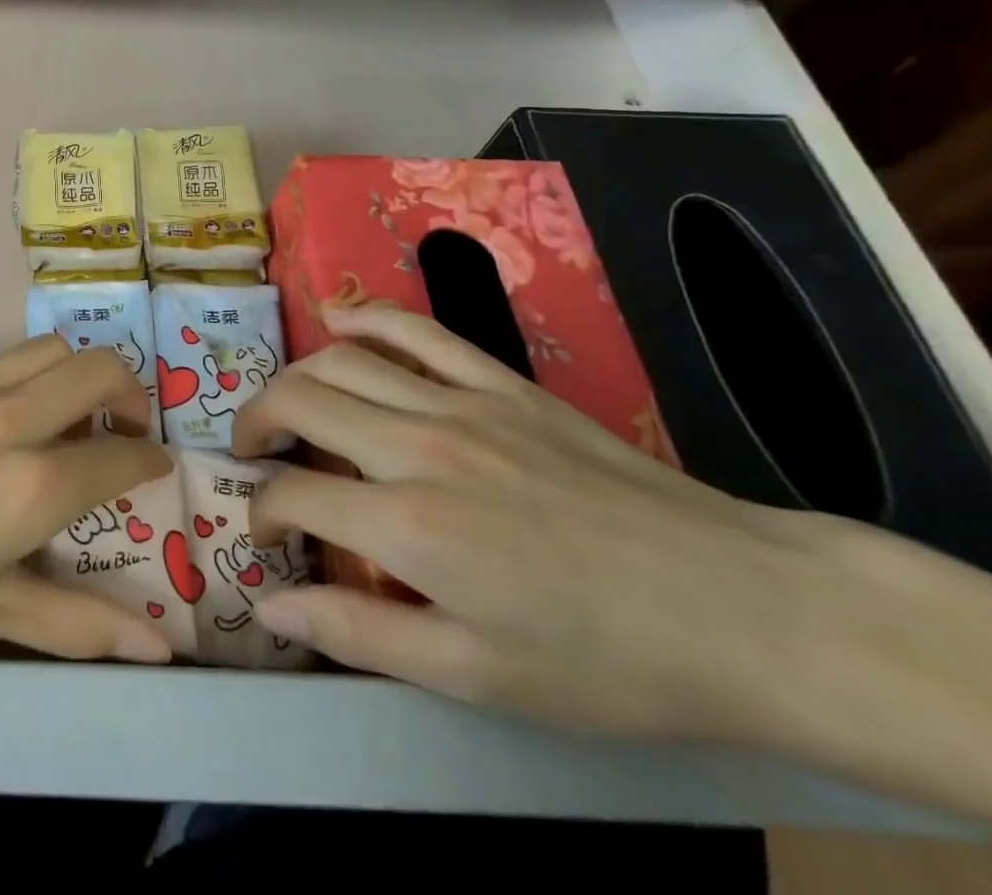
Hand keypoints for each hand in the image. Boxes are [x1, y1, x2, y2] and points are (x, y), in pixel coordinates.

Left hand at [0, 335, 172, 715]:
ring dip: (75, 376)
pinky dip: (26, 383)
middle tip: (122, 437)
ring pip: (46, 350)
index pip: (119, 457)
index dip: (150, 463)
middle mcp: (3, 421)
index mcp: (28, 485)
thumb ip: (71, 623)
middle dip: (129, 394)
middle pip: (96, 368)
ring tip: (66, 426)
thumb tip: (156, 650)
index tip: (158, 472)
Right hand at [232, 302, 991, 760]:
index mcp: (407, 525)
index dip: (260, 512)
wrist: (740, 609)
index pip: (292, 496)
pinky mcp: (501, 382)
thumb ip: (359, 632)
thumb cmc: (605, 660)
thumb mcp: (476, 676)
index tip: (265, 533)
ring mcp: (461, 403)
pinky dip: (366, 317)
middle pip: (300, 402)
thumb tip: (268, 604)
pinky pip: (416, 330)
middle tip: (251, 452)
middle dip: (256, 424)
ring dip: (295, 377)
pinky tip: (336, 314)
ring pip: (342, 361)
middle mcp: (418, 447)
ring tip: (284, 404)